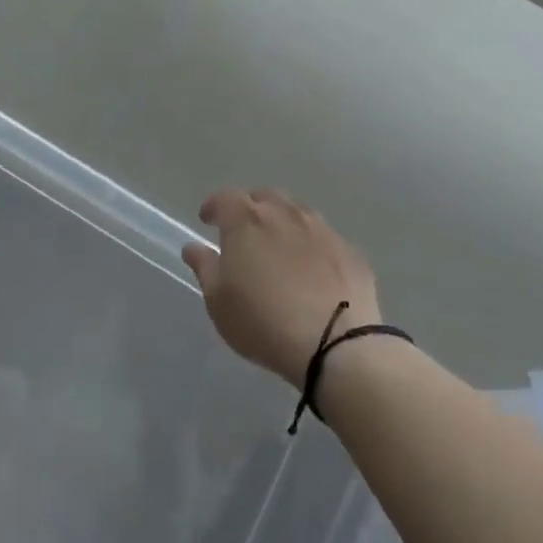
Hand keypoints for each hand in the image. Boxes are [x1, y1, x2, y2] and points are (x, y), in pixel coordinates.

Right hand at [180, 188, 379, 388]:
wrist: (336, 344)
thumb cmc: (262, 321)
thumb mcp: (219, 301)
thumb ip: (204, 267)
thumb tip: (193, 247)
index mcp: (247, 221)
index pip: (225, 197)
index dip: (214, 206)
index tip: (207, 220)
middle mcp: (285, 215)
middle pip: (265, 197)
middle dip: (251, 208)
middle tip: (244, 231)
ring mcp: (322, 231)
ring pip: (298, 213)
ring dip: (284, 222)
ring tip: (279, 247)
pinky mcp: (350, 252)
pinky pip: (324, 238)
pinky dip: (312, 245)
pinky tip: (312, 269)